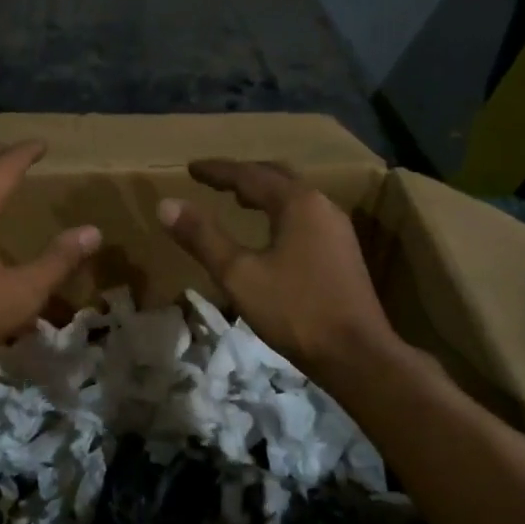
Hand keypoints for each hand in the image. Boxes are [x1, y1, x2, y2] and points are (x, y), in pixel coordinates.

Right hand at [157, 160, 396, 375]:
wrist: (358, 355)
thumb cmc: (296, 311)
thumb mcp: (239, 274)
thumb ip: (203, 236)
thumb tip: (166, 204)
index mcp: (297, 203)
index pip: (249, 175)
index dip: (217, 171)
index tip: (191, 168)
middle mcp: (321, 205)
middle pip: (277, 177)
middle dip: (243, 174)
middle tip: (214, 179)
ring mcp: (337, 228)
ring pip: (294, 196)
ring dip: (264, 192)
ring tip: (238, 198)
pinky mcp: (343, 251)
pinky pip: (305, 215)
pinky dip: (279, 210)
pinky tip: (271, 231)